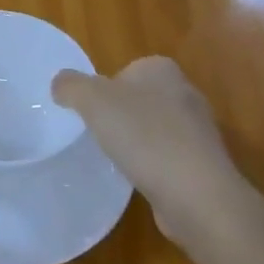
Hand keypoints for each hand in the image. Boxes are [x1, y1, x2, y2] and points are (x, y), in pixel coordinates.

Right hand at [52, 56, 245, 249]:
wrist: (195, 194)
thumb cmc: (143, 135)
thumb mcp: (93, 101)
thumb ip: (71, 86)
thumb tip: (60, 84)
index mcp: (162, 69)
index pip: (126, 70)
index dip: (105, 89)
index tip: (91, 112)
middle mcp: (186, 92)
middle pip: (141, 99)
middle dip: (121, 115)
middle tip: (99, 135)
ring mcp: (198, 131)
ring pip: (155, 129)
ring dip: (138, 142)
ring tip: (118, 160)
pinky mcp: (203, 164)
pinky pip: (168, 158)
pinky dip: (153, 166)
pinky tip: (140, 180)